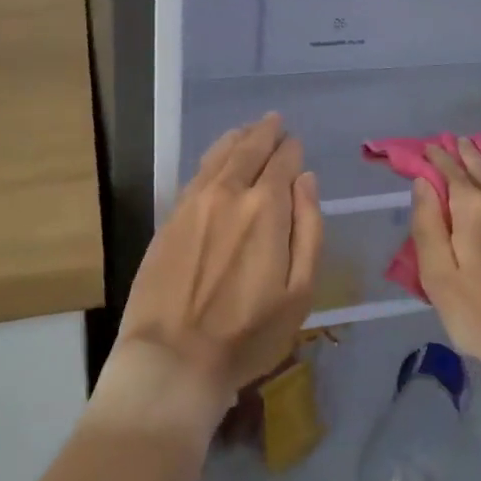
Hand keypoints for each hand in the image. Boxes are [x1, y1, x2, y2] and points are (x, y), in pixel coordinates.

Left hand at [112, 114, 322, 421]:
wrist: (173, 359)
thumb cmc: (247, 334)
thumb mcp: (299, 291)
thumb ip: (309, 228)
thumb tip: (306, 179)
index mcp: (265, 208)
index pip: (282, 162)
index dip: (292, 150)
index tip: (296, 145)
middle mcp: (229, 192)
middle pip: (250, 149)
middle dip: (266, 132)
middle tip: (275, 121)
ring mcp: (195, 202)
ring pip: (220, 154)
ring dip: (238, 138)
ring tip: (249, 130)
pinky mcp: (171, 217)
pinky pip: (198, 172)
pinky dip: (214, 155)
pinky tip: (219, 156)